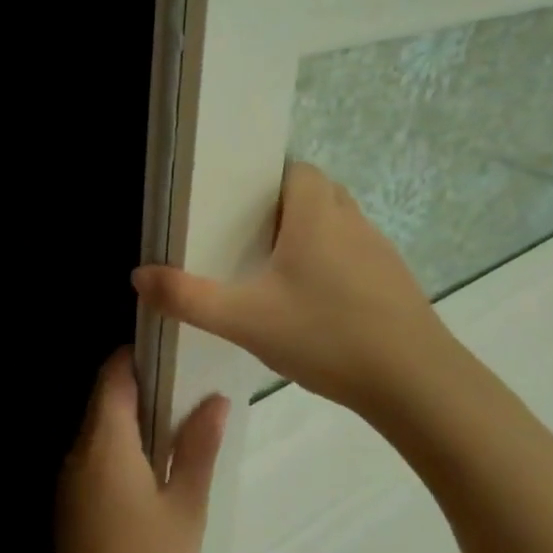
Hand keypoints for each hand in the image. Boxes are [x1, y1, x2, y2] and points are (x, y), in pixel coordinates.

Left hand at [52, 350, 227, 552]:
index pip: (112, 375)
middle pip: (104, 400)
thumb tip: (216, 400)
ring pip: (99, 430)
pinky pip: (95, 458)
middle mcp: (79, 453)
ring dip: (133, 420)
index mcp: (105, 443)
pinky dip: (122, 448)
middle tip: (189, 391)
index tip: (174, 354)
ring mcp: (70, 481)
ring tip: (180, 427)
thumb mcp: (186, 506)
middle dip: (142, 388)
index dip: (138, 357)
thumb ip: (198, 448)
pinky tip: (155, 469)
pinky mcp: (70, 506)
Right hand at [131, 162, 453, 422]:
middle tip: (251, 243)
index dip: (268, 182)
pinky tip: (318, 309)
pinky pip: (358, 258)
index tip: (240, 209)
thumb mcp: (244, 320)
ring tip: (279, 276)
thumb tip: (139, 276)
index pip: (296, 170)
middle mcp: (352, 221)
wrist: (414, 382)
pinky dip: (336, 268)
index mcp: (317, 214)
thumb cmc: (324, 335)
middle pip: (318, 194)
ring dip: (313, 239)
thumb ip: (188, 298)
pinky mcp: (396, 283)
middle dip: (285, 211)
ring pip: (340, 226)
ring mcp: (381, 252)